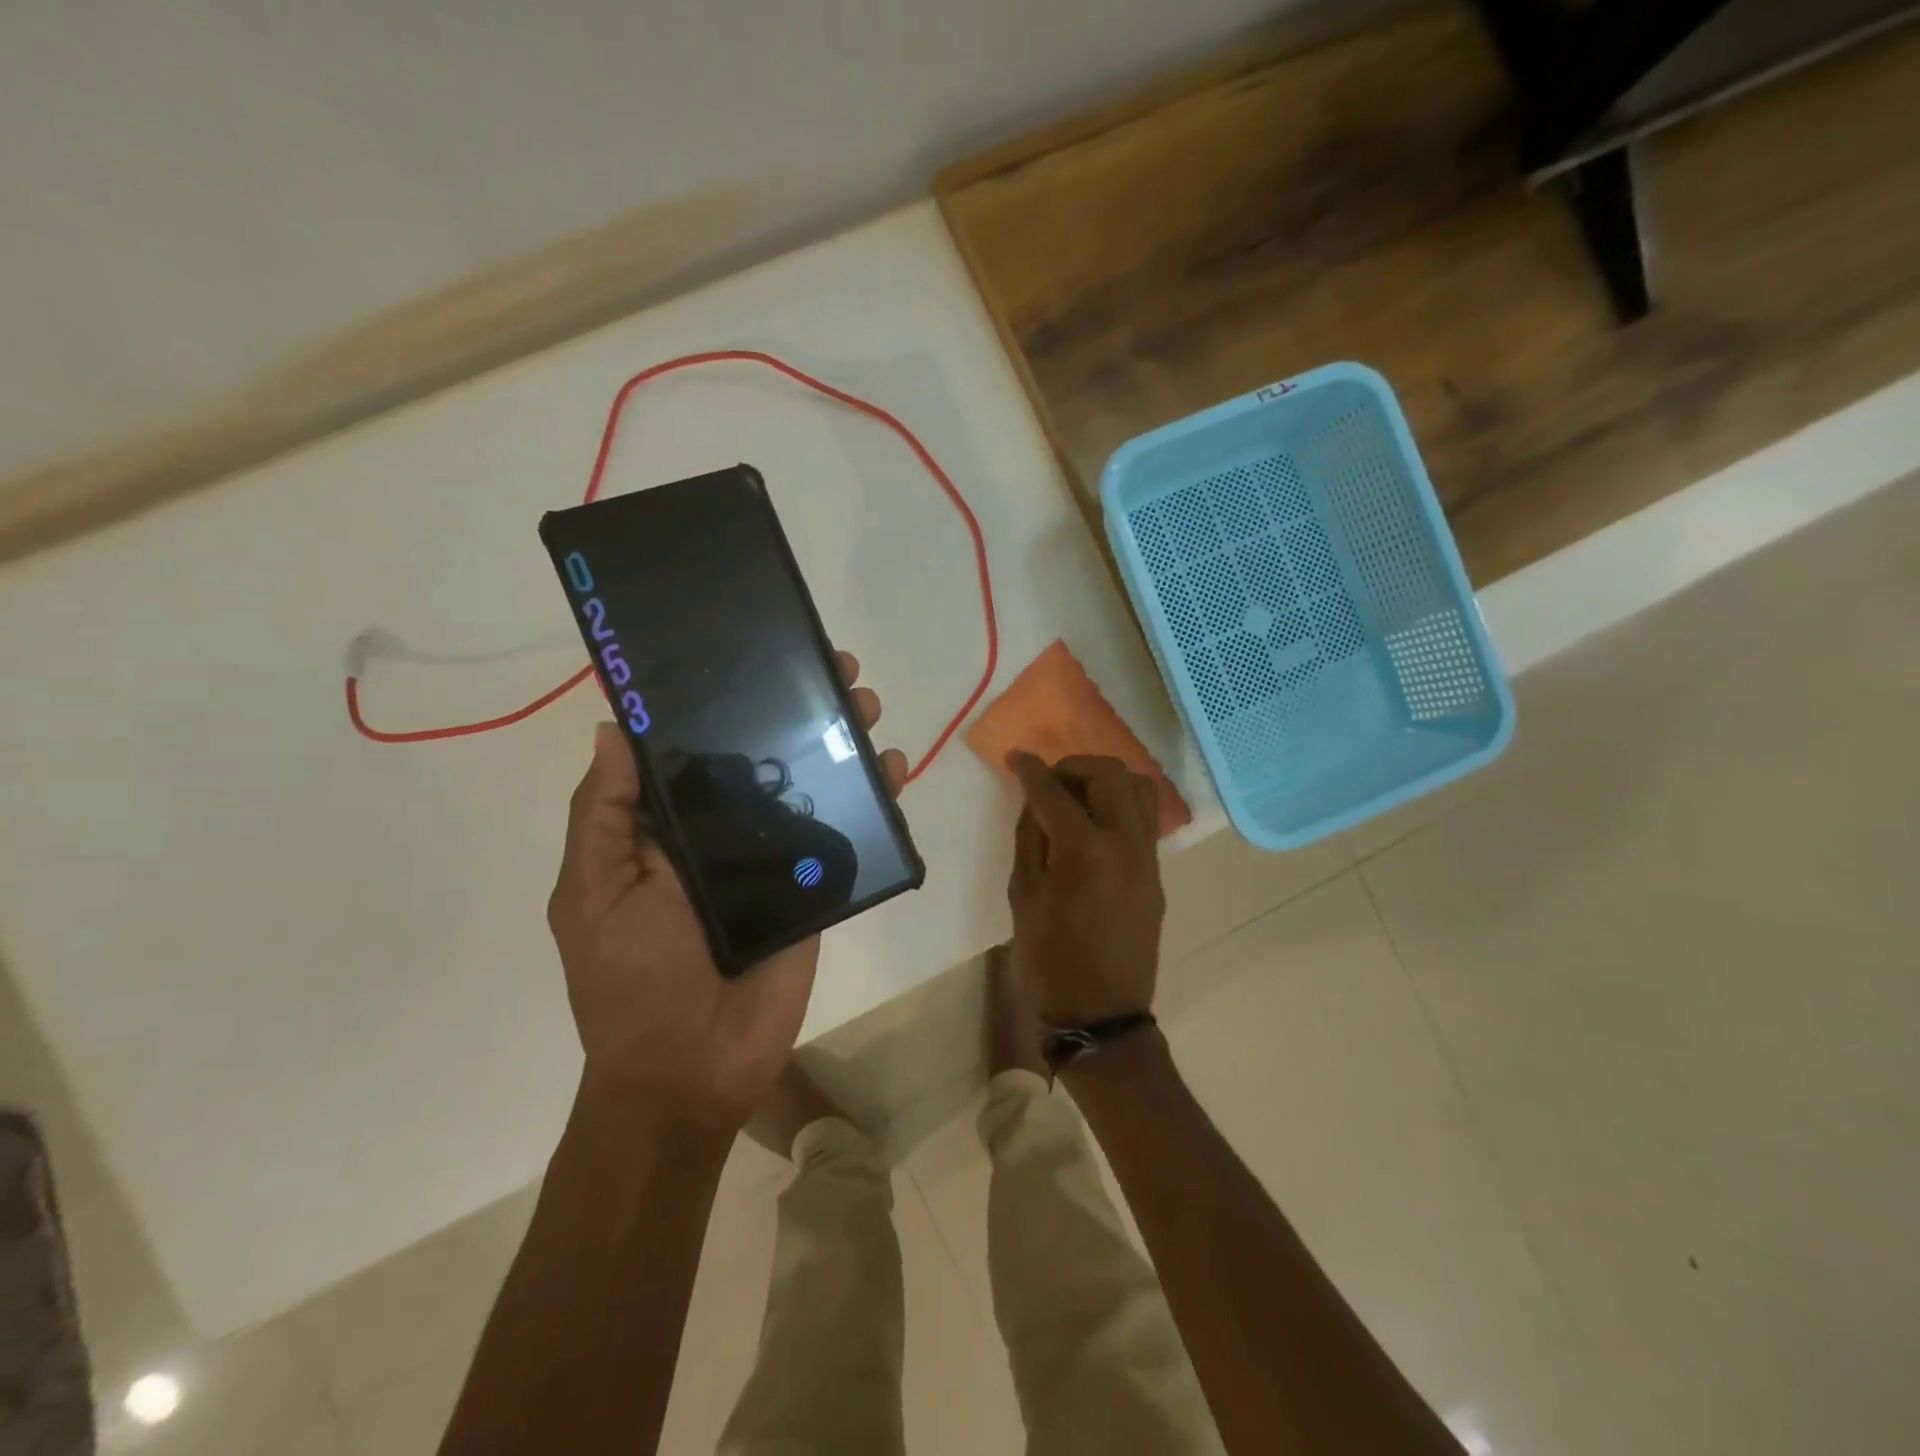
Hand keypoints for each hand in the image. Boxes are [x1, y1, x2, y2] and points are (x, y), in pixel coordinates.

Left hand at [547, 652, 906, 1131]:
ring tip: (864, 708)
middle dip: (797, 709)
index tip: (752, 654)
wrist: (690, 1068)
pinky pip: (847, 835)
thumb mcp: (594, 892)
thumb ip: (605, 814)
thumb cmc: (631, 978)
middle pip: (766, 755)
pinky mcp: (817, 887)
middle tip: (832, 670)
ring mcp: (777, 858)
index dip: (725, 700)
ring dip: (840, 742)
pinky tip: (892, 771)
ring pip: (813, 786)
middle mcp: (725, 831)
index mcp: (670, 826)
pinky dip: (873, 801)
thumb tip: (615, 727)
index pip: (700, 747)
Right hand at [1006, 752, 1165, 1027]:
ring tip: (1077, 798)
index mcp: (1083, 850)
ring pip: (1137, 788)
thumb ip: (1030, 839)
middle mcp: (1124, 843)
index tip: (1016, 759)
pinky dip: (1120, 805)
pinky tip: (1094, 825)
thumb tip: (1035, 802)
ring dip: (1104, 780)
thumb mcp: (1023, 897)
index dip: (1031, 770)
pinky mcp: (1157, 873)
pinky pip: (1144, 819)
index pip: (1054, 791)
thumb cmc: (1049, 960)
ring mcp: (1147, 858)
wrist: (1101, 1013)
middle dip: (1074, 766)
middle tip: (1050, 782)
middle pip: (1108, 773)